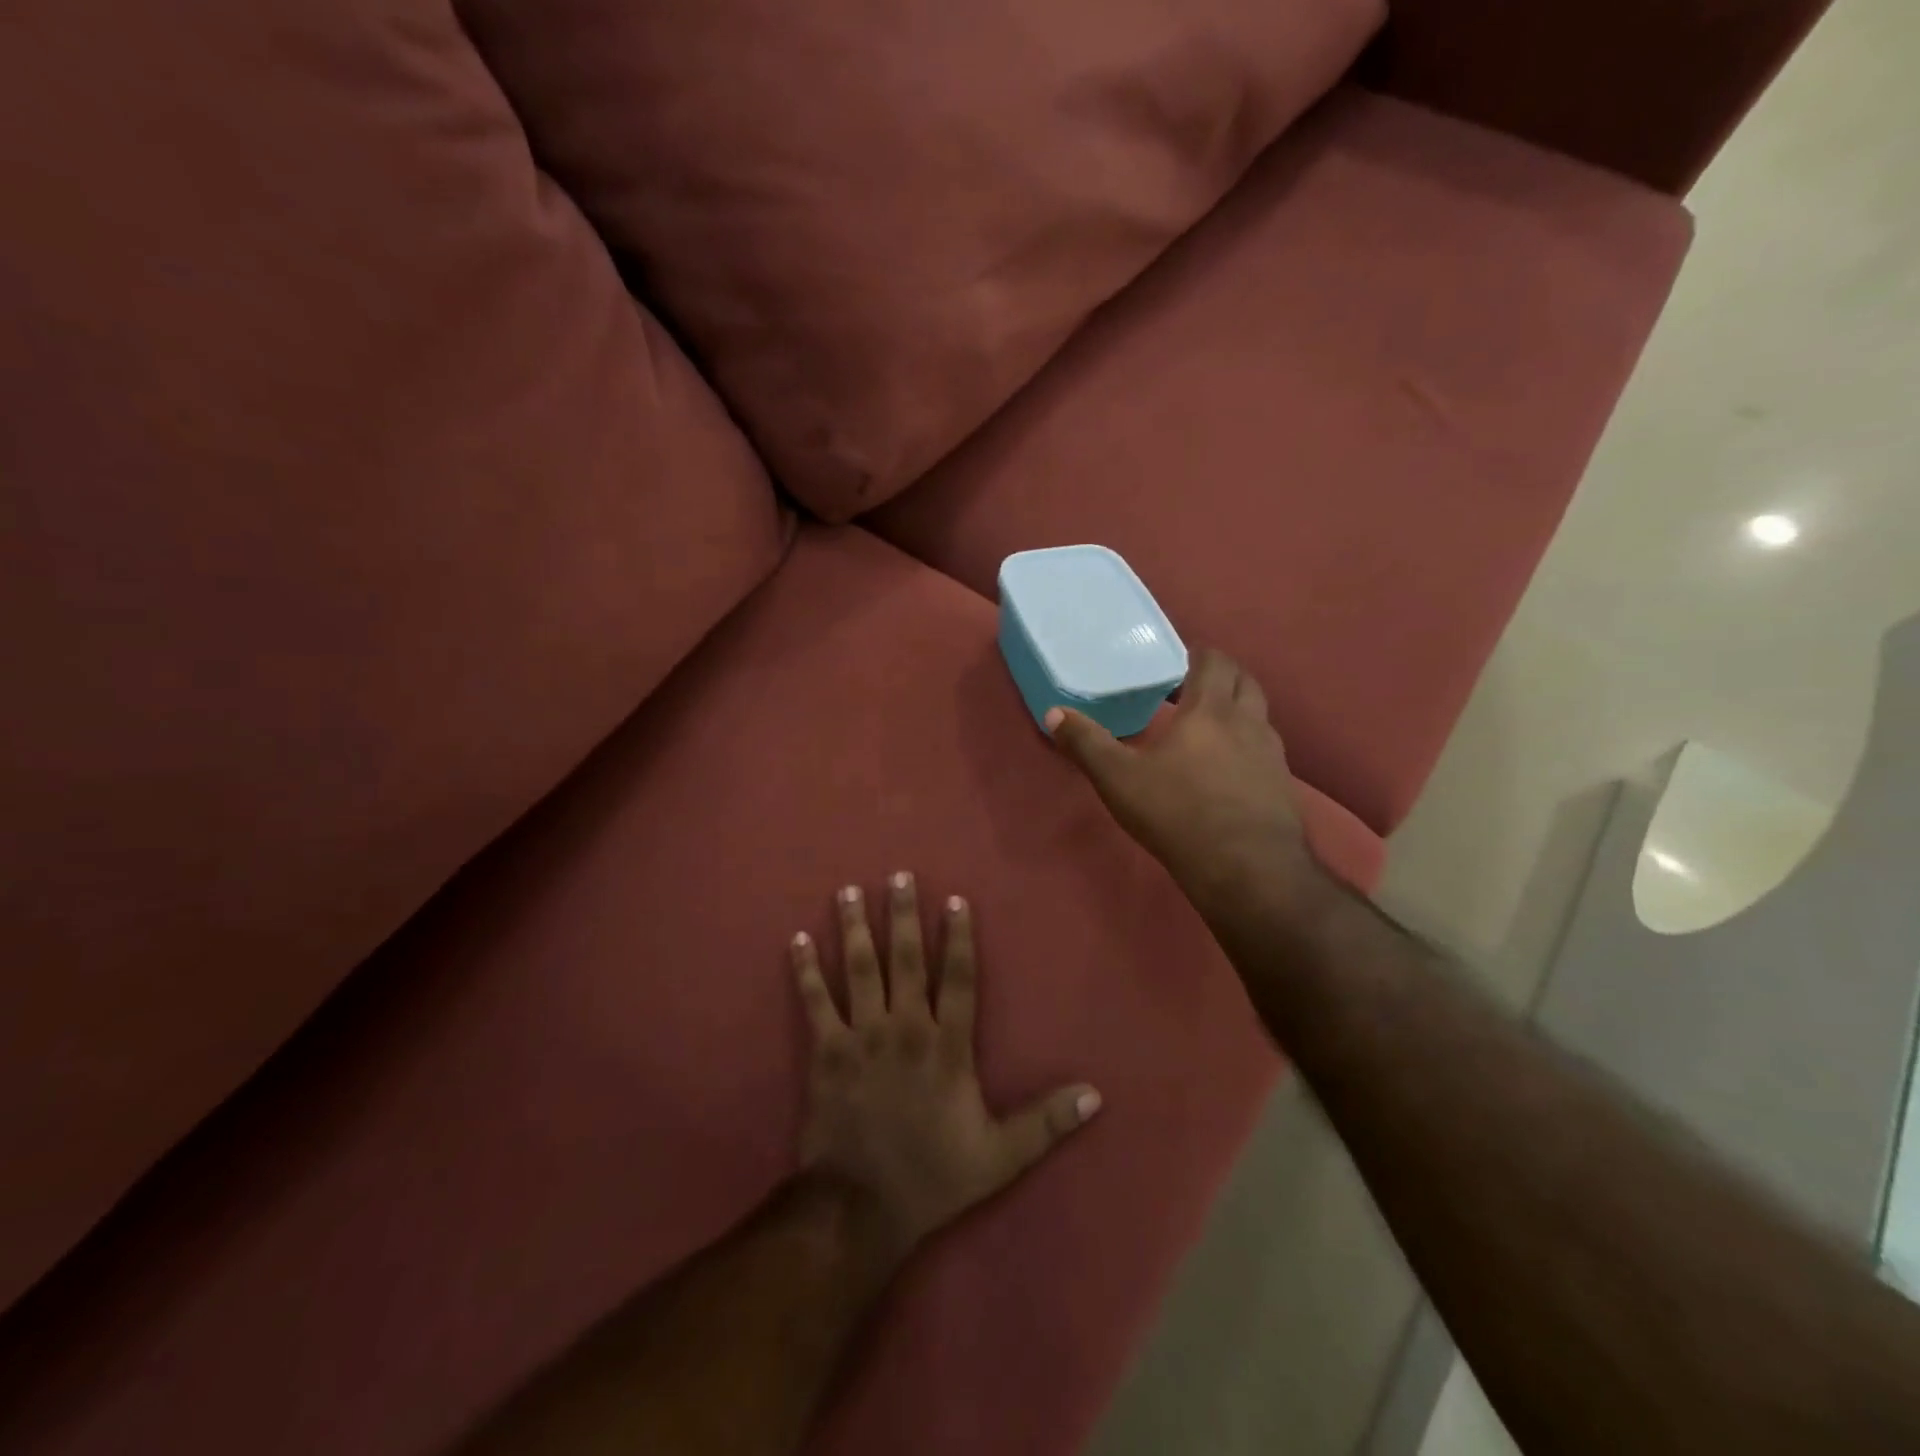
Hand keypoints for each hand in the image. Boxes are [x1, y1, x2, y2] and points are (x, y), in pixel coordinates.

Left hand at [791, 876, 1100, 1261]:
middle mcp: (905, 1028)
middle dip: (901, 915)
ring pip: (858, 970)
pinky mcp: (826, 1052)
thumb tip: (1095, 1095)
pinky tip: (796, 940)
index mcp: (946, 1045)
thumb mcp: (1000, 1155)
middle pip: (904, 960)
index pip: (957, 978)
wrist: (860, 1209)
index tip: (954, 899)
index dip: (957, 937)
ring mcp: (861, 1036)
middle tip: (897, 876)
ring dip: (853, 929)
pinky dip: (804, 971)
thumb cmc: (933, 1177)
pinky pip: (814, 1002)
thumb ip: (1046, 1122)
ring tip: (846, 891)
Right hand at [1045, 649, 1313, 907]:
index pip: (1214, 661)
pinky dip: (1247, 744)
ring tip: (1207, 725)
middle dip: (1220, 675)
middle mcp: (1248, 722)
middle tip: (1190, 686)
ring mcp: (1271, 755)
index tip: (1176, 660)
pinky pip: (1266, 750)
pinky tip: (1227, 768)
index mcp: (1210, 710)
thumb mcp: (1118, 779)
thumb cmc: (1178, 813)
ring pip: (1259, 715)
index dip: (1196, 654)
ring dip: (1237, 709)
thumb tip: (1054, 713)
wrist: (1246, 868)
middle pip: (1244, 681)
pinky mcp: (1282, 786)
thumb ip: (1086, 743)